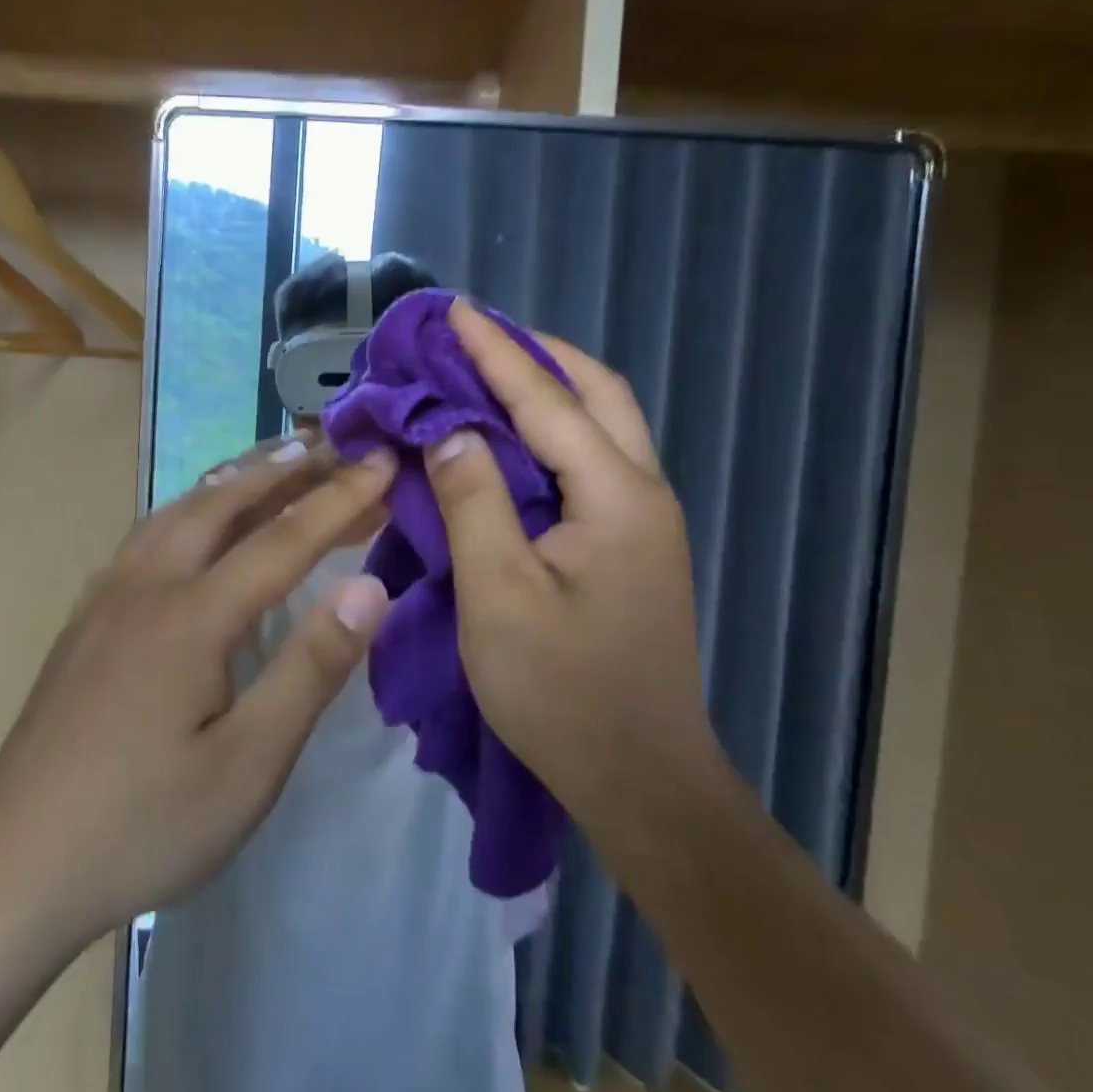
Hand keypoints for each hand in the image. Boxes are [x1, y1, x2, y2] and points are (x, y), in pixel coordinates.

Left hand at [0, 435, 396, 943]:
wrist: (14, 866)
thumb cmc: (145, 824)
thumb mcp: (249, 764)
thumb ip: (311, 669)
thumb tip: (370, 588)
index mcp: (192, 616)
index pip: (284, 539)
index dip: (341, 498)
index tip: (383, 460)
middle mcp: (147, 585)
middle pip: (224, 501)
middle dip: (285, 468)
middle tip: (333, 443)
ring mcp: (107, 596)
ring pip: (178, 510)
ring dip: (233, 478)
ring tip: (275, 460)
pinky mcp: (86, 617)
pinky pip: (147, 535)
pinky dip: (189, 508)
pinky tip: (196, 521)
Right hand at [426, 298, 716, 820]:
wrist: (642, 780)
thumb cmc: (562, 693)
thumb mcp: (498, 596)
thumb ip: (472, 503)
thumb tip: (448, 430)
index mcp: (615, 497)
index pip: (547, 400)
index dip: (494, 352)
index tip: (453, 311)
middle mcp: (642, 492)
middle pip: (597, 393)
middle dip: (536, 353)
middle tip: (473, 338)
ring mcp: (643, 520)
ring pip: (602, 423)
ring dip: (548, 387)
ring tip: (486, 373)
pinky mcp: (631, 545)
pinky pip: (591, 460)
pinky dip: (551, 430)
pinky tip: (509, 440)